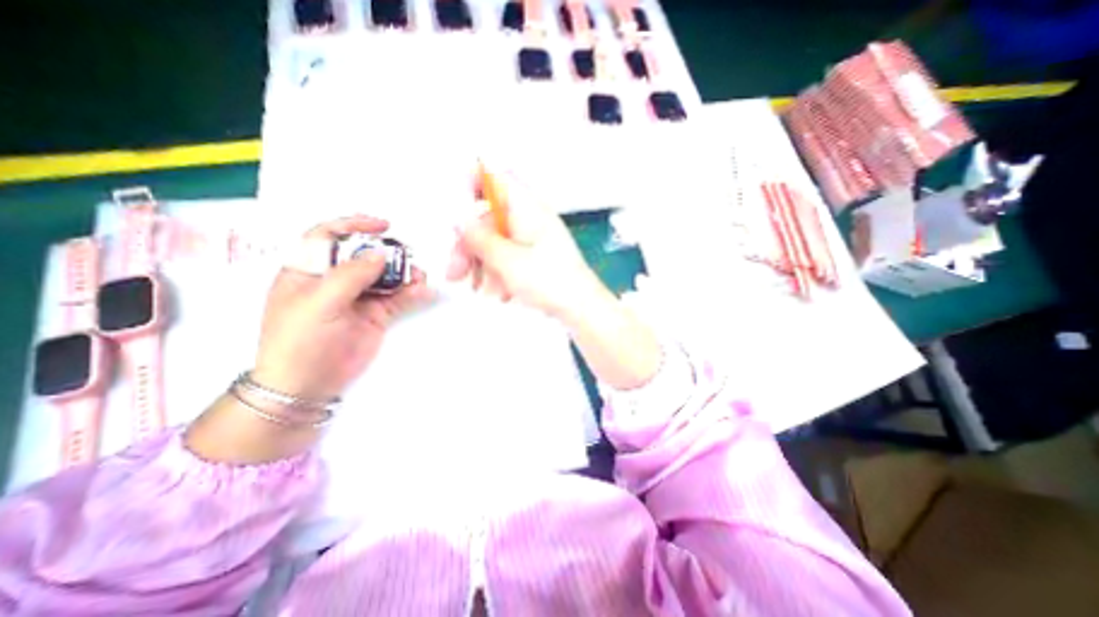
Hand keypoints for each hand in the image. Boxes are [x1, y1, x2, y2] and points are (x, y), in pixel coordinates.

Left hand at [252, 214, 433, 398]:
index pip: (329, 237)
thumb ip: (350, 275)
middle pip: (364, 255)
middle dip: (387, 252)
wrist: (308, 384)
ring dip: (404, 273)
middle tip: (408, 253)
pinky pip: (398, 298)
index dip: (354, 226)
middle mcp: (335, 280)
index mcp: (308, 271)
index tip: (382, 225)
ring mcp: (358, 298)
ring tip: (420, 275)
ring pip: (385, 276)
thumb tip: (380, 254)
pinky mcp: (377, 314)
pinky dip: (412, 293)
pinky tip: (423, 291)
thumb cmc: (300, 340)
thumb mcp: (319, 303)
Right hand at [440, 170, 604, 319]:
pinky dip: (499, 273)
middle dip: (469, 245)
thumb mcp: (507, 260)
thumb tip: (460, 221)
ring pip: (497, 242)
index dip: (473, 185)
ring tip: (477, 289)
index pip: (497, 178)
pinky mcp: (537, 258)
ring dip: (482, 264)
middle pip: (490, 219)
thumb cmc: (548, 280)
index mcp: (526, 207)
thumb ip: (479, 238)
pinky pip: (510, 257)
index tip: (457, 211)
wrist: (581, 308)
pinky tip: (499, 294)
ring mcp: (535, 239)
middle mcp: (531, 218)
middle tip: (454, 272)